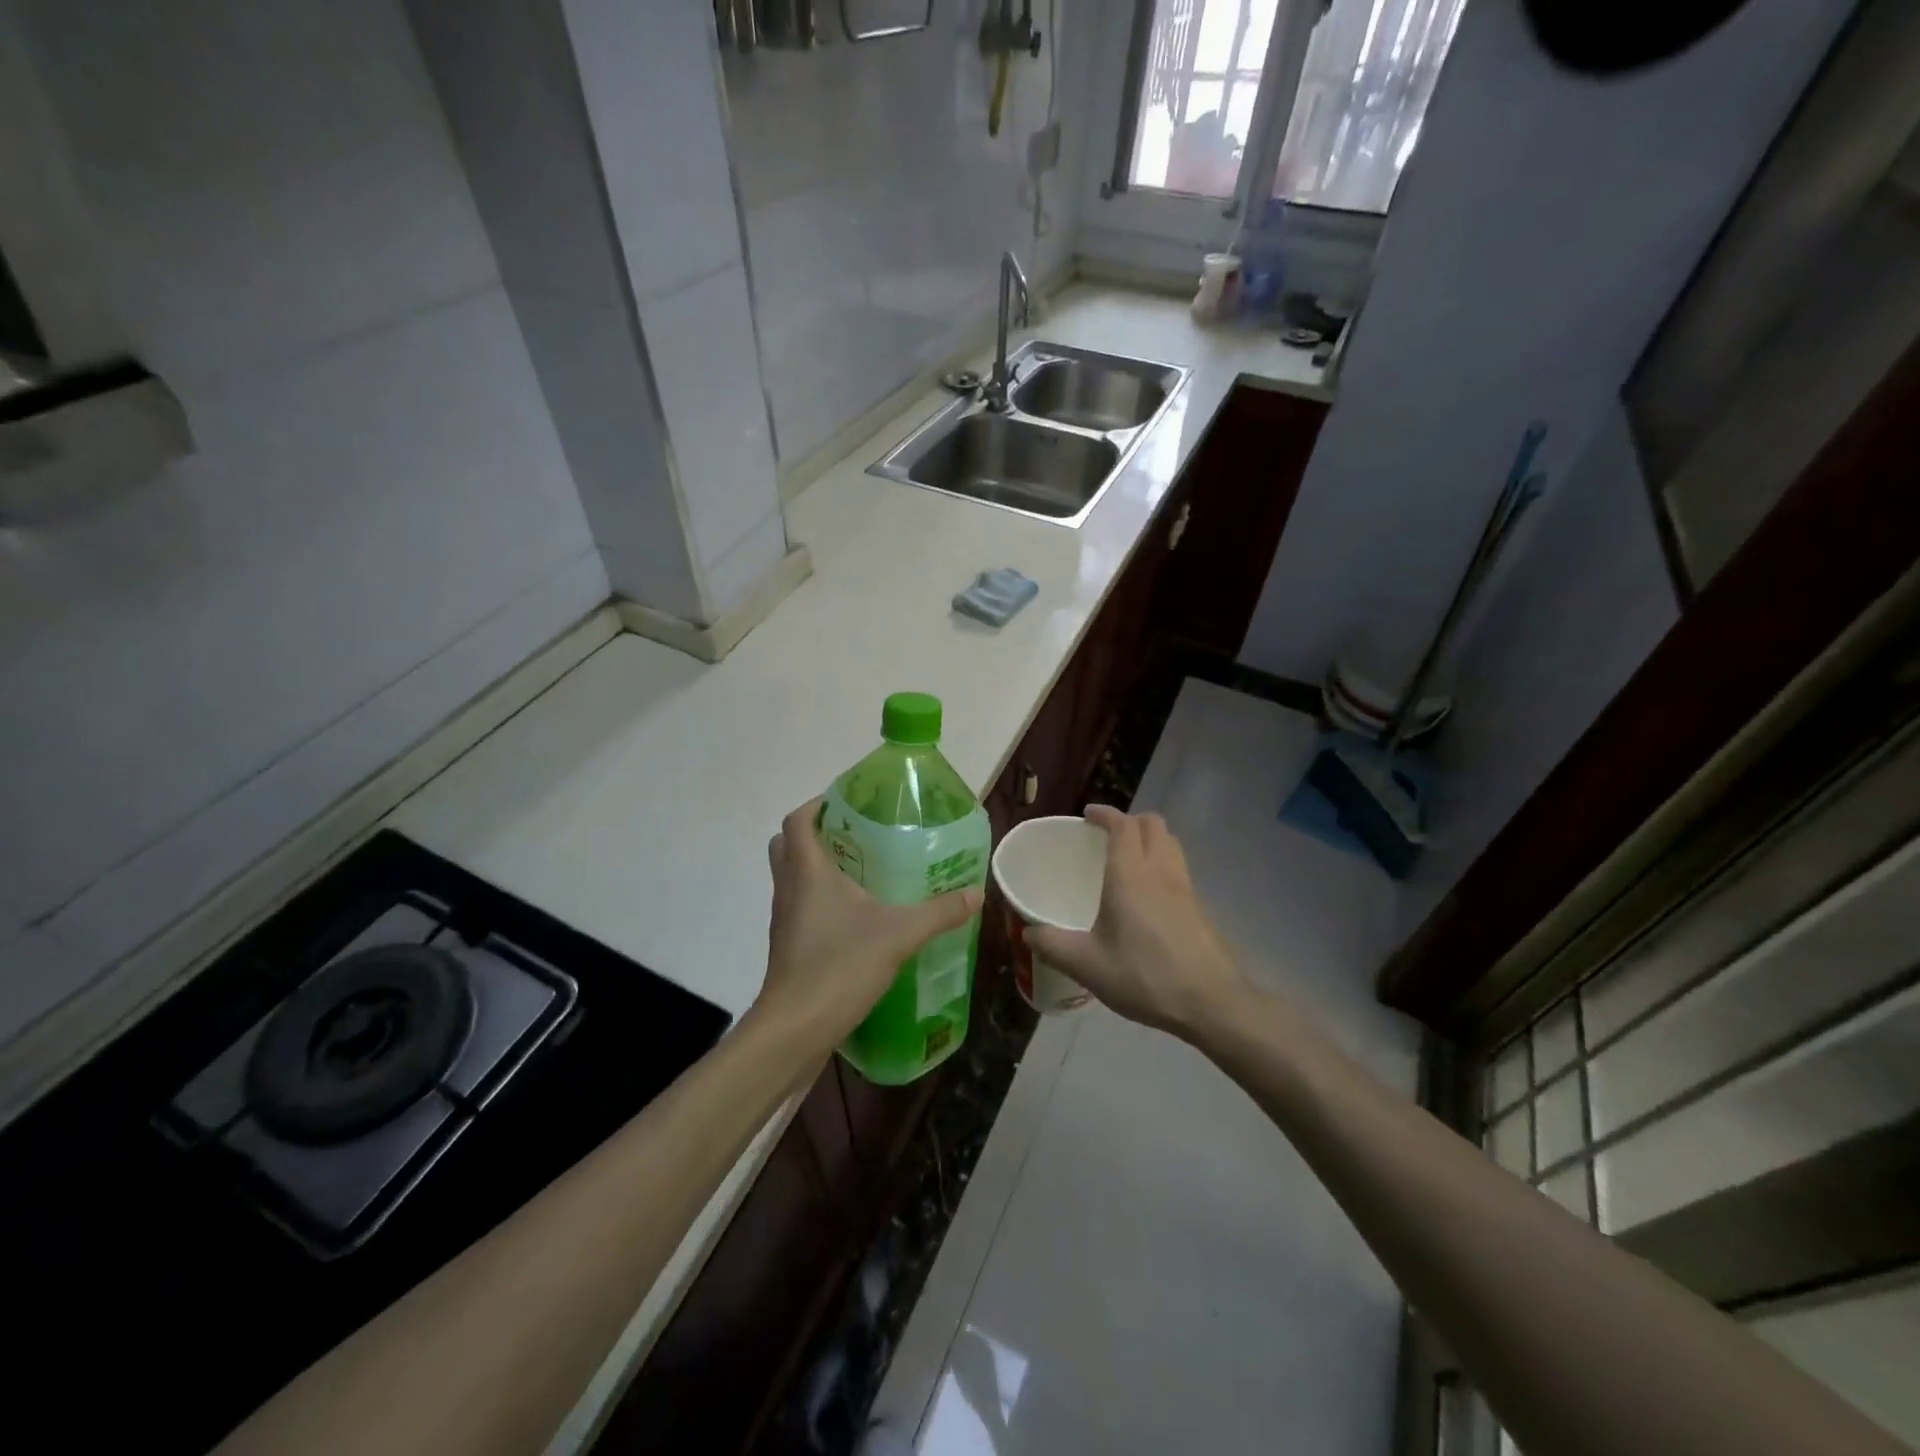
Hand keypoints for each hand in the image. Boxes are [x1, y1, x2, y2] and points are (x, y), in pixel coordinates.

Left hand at [754, 798, 982, 1049]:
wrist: (794, 1030)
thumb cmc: (839, 966)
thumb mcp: (899, 935)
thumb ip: (939, 912)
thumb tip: (976, 893)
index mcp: (808, 871)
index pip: (798, 819)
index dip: (818, 803)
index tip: (850, 801)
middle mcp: (789, 888)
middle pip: (789, 844)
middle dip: (819, 833)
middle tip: (859, 836)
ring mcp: (785, 919)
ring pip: (793, 877)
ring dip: (820, 868)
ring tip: (865, 872)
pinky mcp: (789, 946)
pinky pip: (801, 907)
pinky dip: (822, 901)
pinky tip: (858, 918)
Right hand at [1026, 805, 1247, 1038]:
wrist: (1213, 1003)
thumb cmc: (1146, 976)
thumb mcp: (1088, 966)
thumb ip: (1053, 946)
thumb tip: (1028, 932)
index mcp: (1131, 875)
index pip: (1122, 825)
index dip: (1105, 814)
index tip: (1088, 816)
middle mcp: (1161, 871)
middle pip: (1153, 824)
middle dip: (1130, 821)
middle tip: (1107, 837)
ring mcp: (1186, 888)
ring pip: (1171, 844)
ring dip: (1150, 840)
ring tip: (1129, 860)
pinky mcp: (1201, 908)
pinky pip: (1179, 869)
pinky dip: (1163, 865)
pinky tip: (1149, 898)